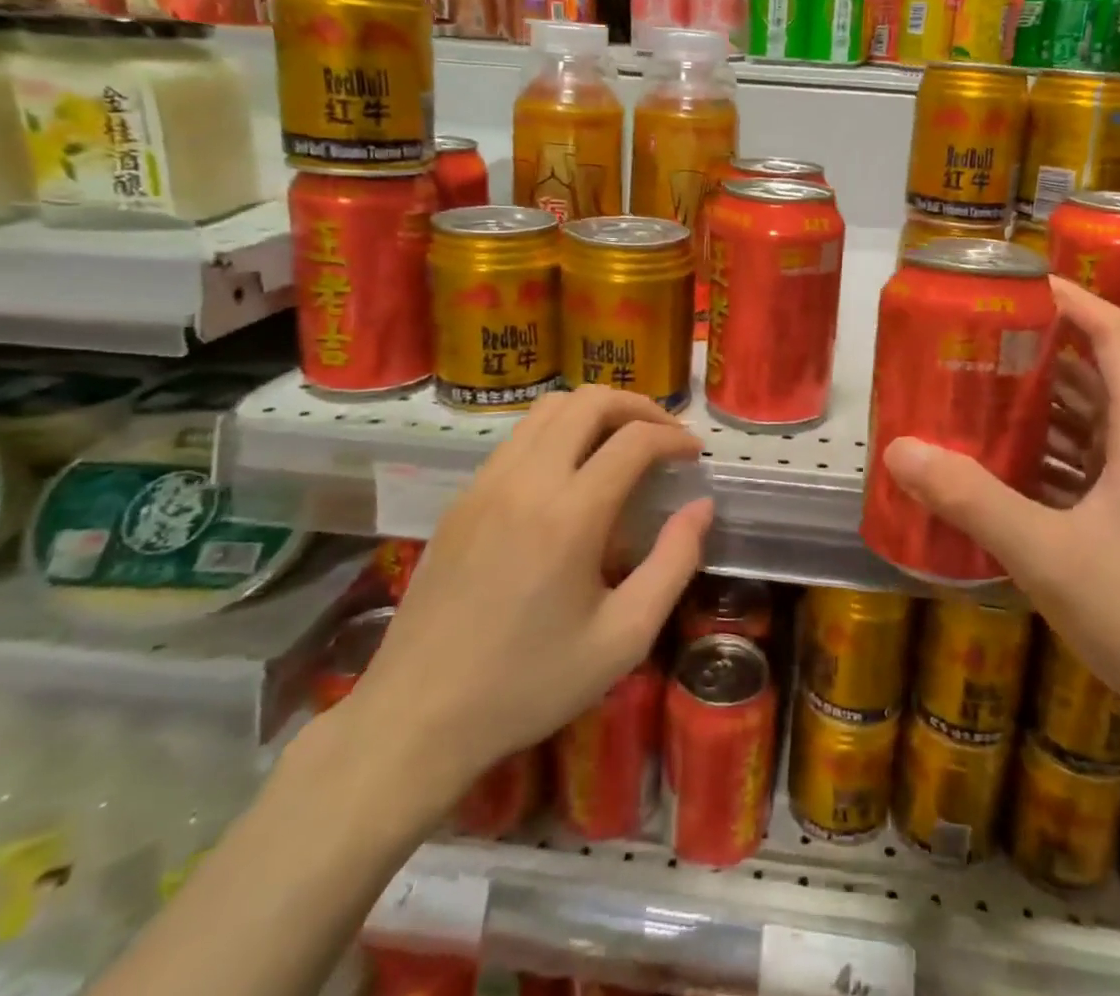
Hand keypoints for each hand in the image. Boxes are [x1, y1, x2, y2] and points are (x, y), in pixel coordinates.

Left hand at [333, 386, 712, 837]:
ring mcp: (486, 483)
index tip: (694, 453)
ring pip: (549, 409)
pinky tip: (572, 473)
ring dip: (596, 412)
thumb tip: (701, 506)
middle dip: (638, 406)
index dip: (674, 436)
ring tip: (623, 443)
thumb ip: (674, 563)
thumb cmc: (530, 683)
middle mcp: (526, 480)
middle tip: (665, 435)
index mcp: (570, 514)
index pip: (634, 440)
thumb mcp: (624, 638)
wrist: (417, 716)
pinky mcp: (463, 497)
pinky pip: (519, 437)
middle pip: (589, 401)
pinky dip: (559, 432)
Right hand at [881, 277, 1119, 733]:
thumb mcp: (1049, 555)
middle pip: (1098, 375)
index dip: (1071, 300)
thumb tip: (899, 450)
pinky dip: (1051, 459)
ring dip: (1042, 409)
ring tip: (978, 400)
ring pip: (1094, 425)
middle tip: (975, 347)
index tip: (1016, 286)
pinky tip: (1006, 475)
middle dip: (1039, 354)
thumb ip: (973, 500)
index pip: (1116, 333)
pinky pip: (1092, 469)